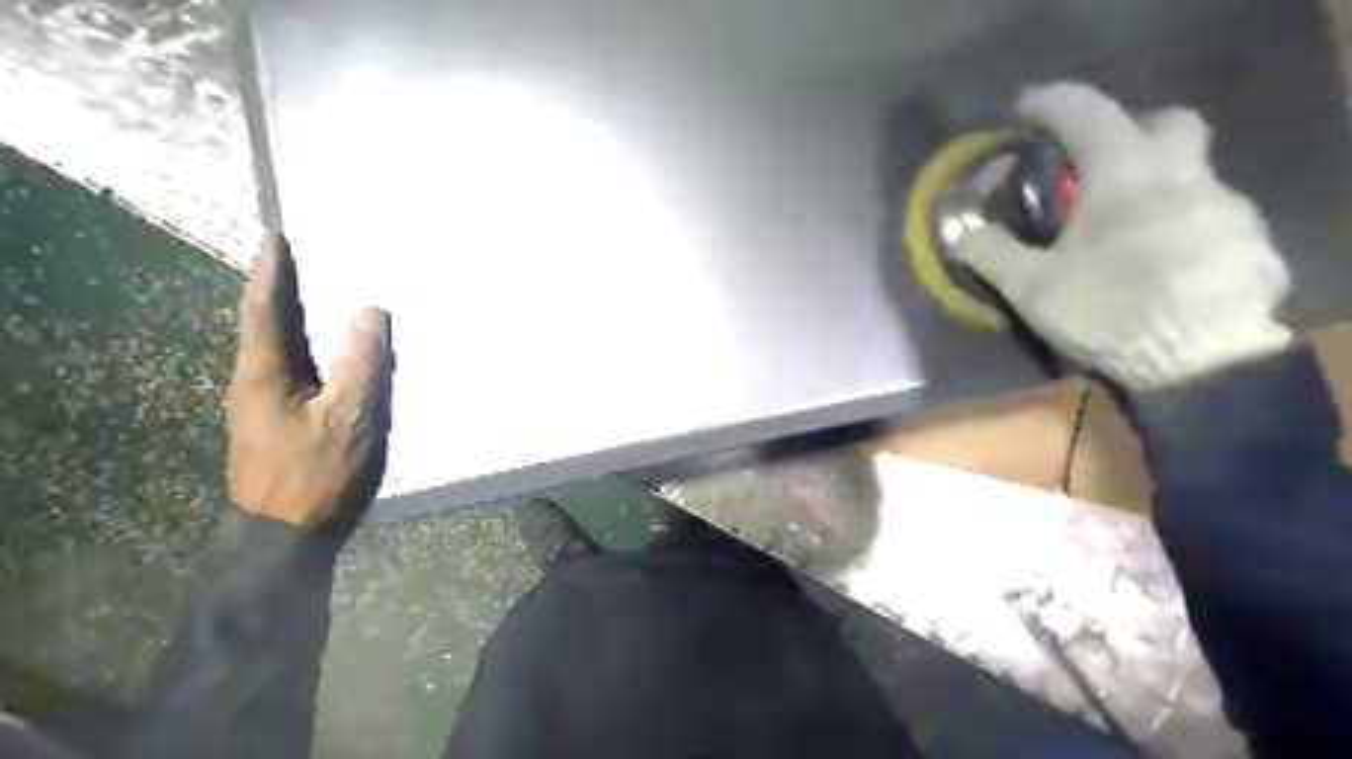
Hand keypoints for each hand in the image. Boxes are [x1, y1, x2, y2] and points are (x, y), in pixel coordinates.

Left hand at [226, 233, 393, 526]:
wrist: (282, 540)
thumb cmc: (314, 476)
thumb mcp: (349, 420)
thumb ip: (361, 365)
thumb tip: (368, 311)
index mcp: (264, 374)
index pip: (266, 311)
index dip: (272, 273)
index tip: (275, 238)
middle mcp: (255, 383)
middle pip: (268, 327)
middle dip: (283, 291)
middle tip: (305, 260)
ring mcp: (263, 407)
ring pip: (282, 351)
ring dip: (297, 321)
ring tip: (321, 299)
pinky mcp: (278, 425)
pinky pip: (296, 373)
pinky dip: (311, 352)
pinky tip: (331, 356)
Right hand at [956, 84, 1291, 389]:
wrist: (1202, 364)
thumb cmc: (1109, 312)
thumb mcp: (1032, 288)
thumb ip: (991, 252)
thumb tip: (956, 230)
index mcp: (1125, 176)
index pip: (1087, 114)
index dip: (1051, 104)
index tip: (1023, 109)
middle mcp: (1183, 176)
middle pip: (1168, 123)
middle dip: (1130, 131)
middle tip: (1095, 167)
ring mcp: (1225, 207)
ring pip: (1191, 173)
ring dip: (1155, 187)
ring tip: (1121, 232)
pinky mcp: (1248, 243)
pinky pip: (1210, 216)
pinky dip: (1181, 225)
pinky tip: (1159, 263)